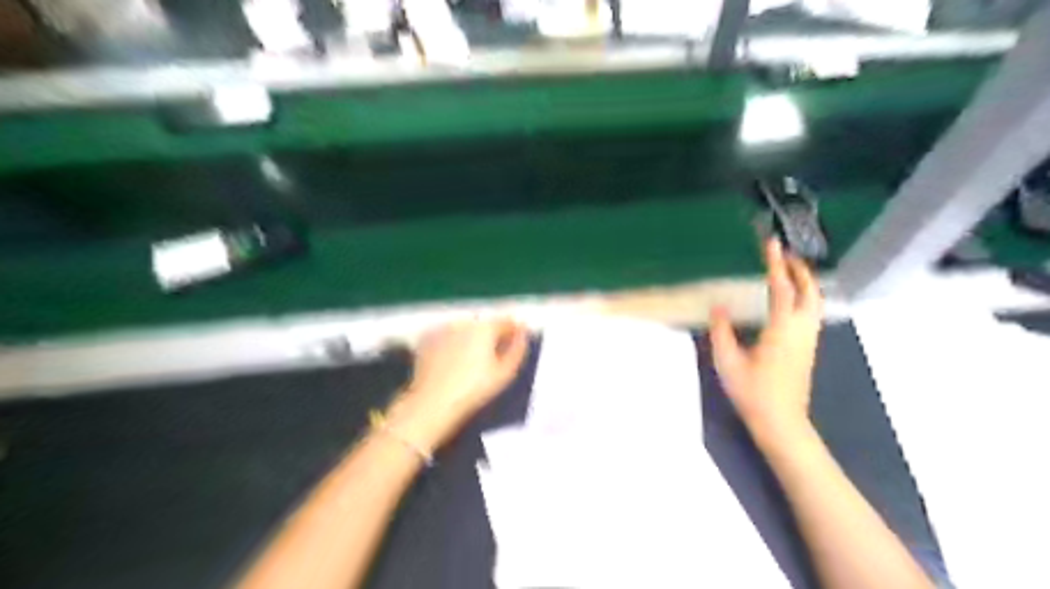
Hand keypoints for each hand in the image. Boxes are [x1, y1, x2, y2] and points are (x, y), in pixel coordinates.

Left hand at [385, 319, 529, 448]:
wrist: (432, 402)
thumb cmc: (474, 390)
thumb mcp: (505, 373)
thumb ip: (518, 349)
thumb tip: (522, 332)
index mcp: (485, 327)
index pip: (506, 321)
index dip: (513, 331)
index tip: (514, 344)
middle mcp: (463, 321)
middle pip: (484, 324)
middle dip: (490, 335)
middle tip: (492, 357)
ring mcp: (442, 328)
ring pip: (464, 328)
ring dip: (470, 338)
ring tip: (470, 361)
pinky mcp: (426, 338)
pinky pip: (447, 335)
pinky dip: (452, 343)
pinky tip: (452, 362)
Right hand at [710, 237, 824, 441]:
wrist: (781, 423)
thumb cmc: (753, 393)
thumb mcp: (728, 361)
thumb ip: (721, 331)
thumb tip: (719, 307)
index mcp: (781, 329)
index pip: (782, 287)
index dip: (776, 263)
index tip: (771, 243)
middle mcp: (800, 330)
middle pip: (809, 291)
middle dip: (799, 270)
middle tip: (784, 255)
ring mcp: (808, 340)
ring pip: (815, 302)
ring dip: (805, 283)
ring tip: (789, 272)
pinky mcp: (808, 349)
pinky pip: (812, 313)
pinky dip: (805, 297)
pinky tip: (790, 301)